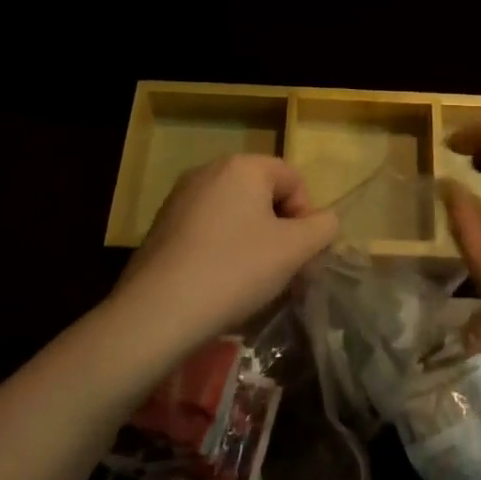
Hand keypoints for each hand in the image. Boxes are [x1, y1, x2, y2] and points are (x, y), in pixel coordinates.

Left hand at [114, 155, 337, 355]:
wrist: (156, 314)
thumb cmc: (234, 271)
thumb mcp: (293, 250)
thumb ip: (322, 228)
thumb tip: (324, 221)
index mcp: (243, 166)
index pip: (293, 179)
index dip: (306, 216)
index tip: (301, 255)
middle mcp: (210, 170)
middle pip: (263, 195)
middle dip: (280, 230)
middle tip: (283, 271)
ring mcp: (181, 198)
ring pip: (236, 214)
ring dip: (253, 242)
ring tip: (252, 282)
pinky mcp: (162, 226)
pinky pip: (208, 229)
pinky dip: (223, 250)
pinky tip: (220, 284)